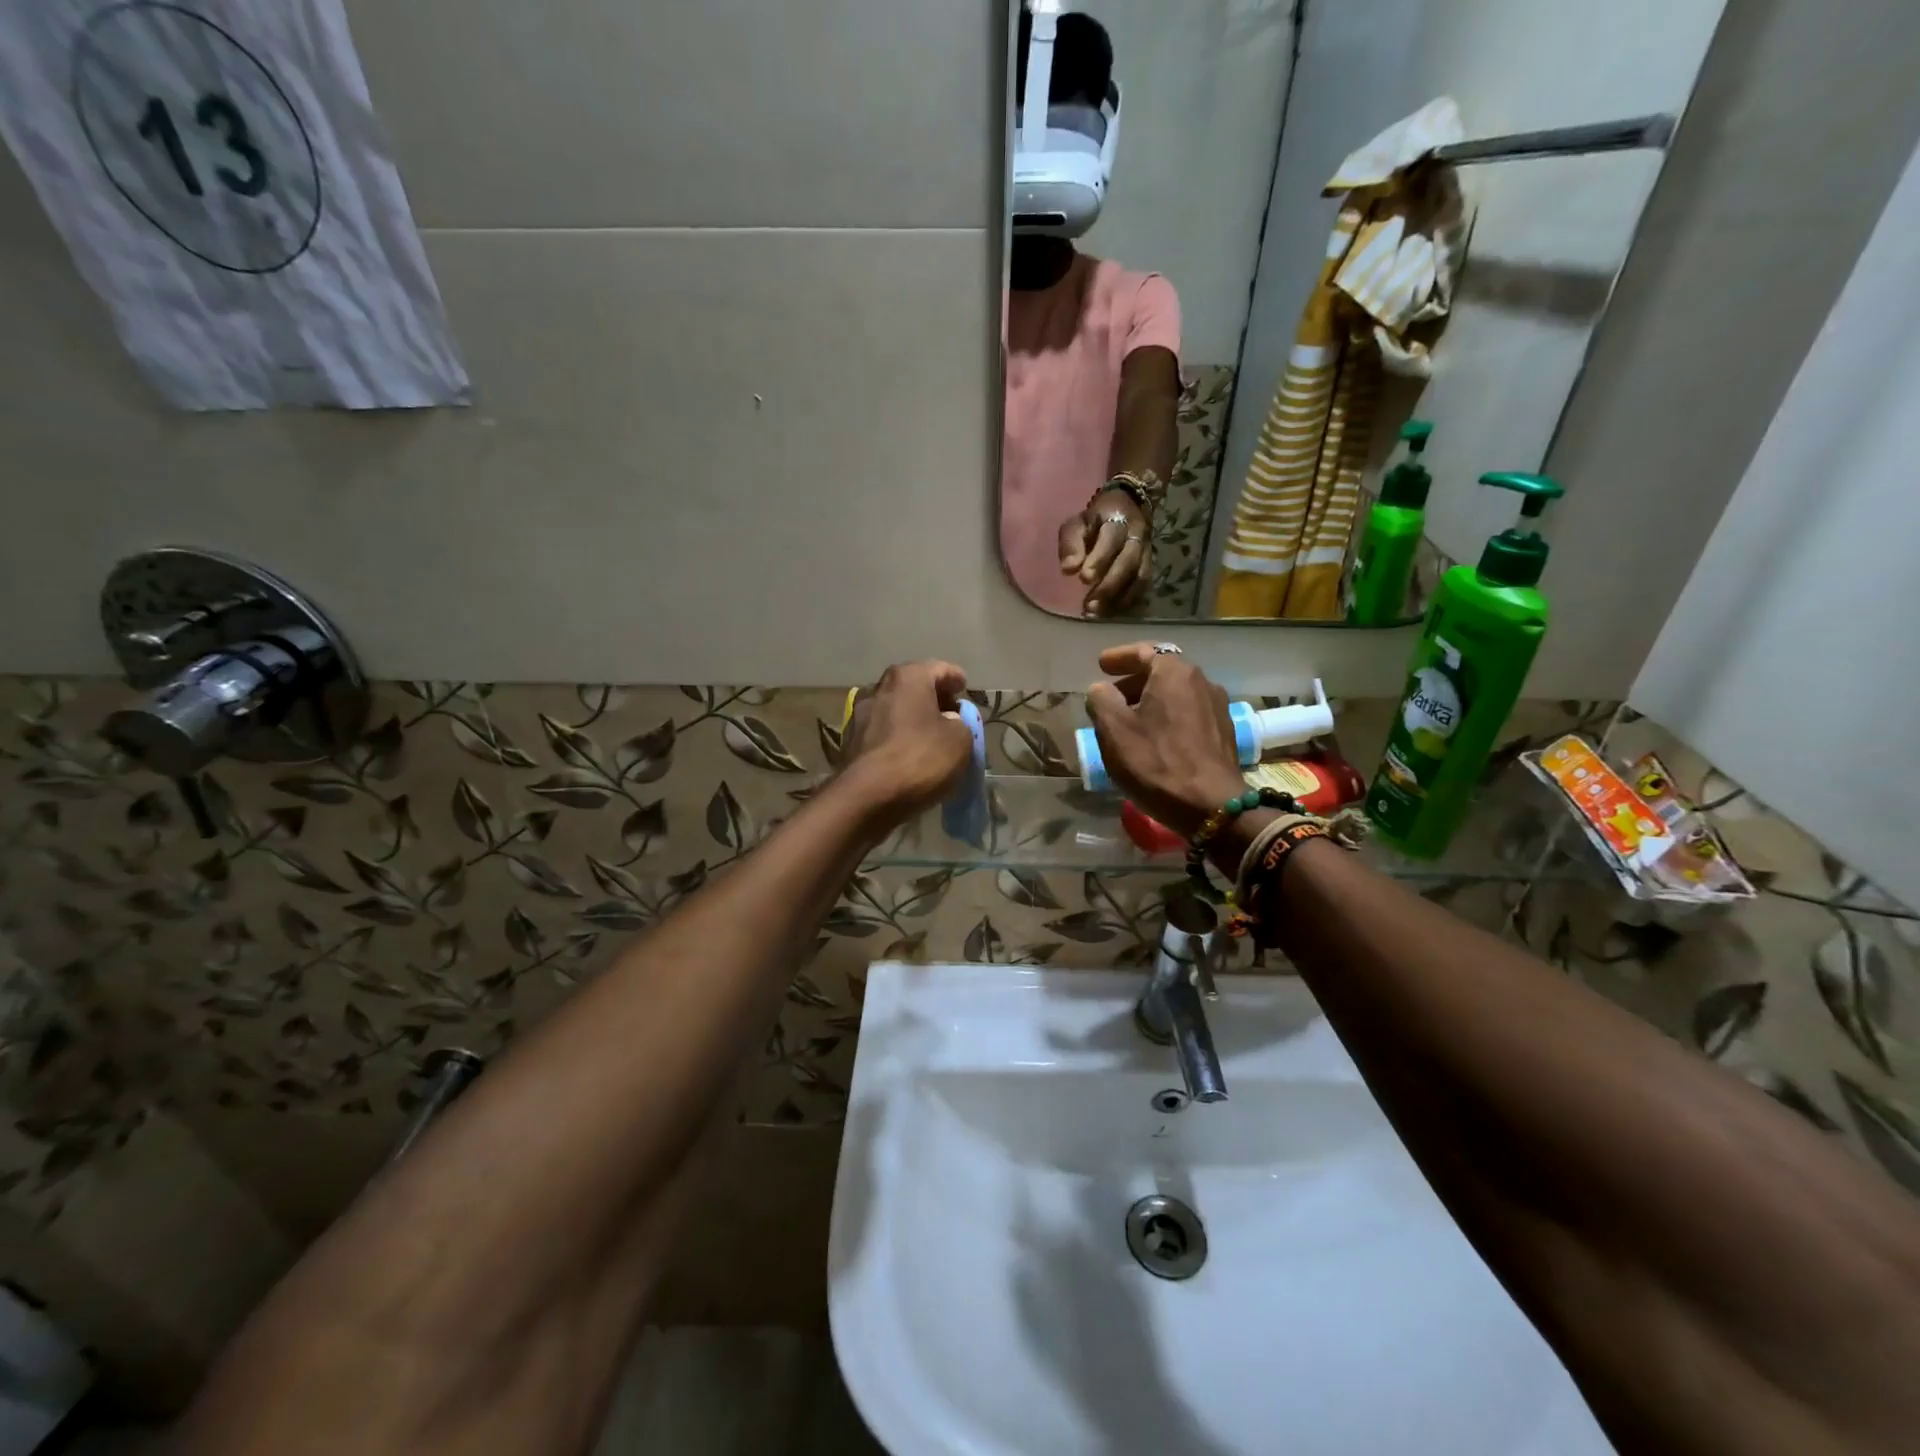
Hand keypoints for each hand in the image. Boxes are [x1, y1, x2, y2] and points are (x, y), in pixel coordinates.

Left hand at [838, 660, 974, 828]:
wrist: (867, 797)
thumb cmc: (920, 759)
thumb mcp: (961, 740)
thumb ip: (960, 723)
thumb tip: (948, 722)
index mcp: (908, 677)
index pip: (940, 668)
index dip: (956, 679)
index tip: (965, 689)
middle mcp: (879, 688)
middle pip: (913, 686)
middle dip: (934, 698)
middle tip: (952, 715)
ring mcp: (859, 715)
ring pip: (896, 709)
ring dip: (913, 718)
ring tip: (931, 737)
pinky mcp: (850, 742)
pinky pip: (883, 732)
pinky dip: (898, 737)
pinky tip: (909, 754)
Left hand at [1059, 489, 1151, 617]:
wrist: (1126, 508)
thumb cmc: (1093, 521)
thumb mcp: (1076, 523)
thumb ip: (1071, 544)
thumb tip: (1068, 569)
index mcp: (1117, 518)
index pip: (1112, 538)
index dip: (1100, 559)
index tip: (1083, 578)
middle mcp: (1137, 535)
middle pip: (1129, 561)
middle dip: (1109, 585)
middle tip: (1089, 605)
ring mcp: (1146, 551)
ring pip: (1140, 577)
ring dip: (1119, 598)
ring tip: (1097, 613)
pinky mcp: (1149, 566)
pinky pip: (1143, 586)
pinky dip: (1127, 601)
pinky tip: (1110, 612)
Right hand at [1084, 643, 1246, 839]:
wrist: (1212, 807)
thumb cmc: (1156, 763)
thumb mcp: (1114, 730)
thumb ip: (1101, 700)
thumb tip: (1101, 689)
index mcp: (1174, 673)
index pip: (1143, 651)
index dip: (1119, 657)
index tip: (1101, 665)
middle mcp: (1202, 681)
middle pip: (1162, 672)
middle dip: (1133, 682)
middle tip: (1110, 697)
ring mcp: (1217, 707)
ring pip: (1176, 694)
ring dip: (1151, 702)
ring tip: (1129, 722)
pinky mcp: (1223, 733)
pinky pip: (1188, 714)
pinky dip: (1168, 717)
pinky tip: (1155, 739)